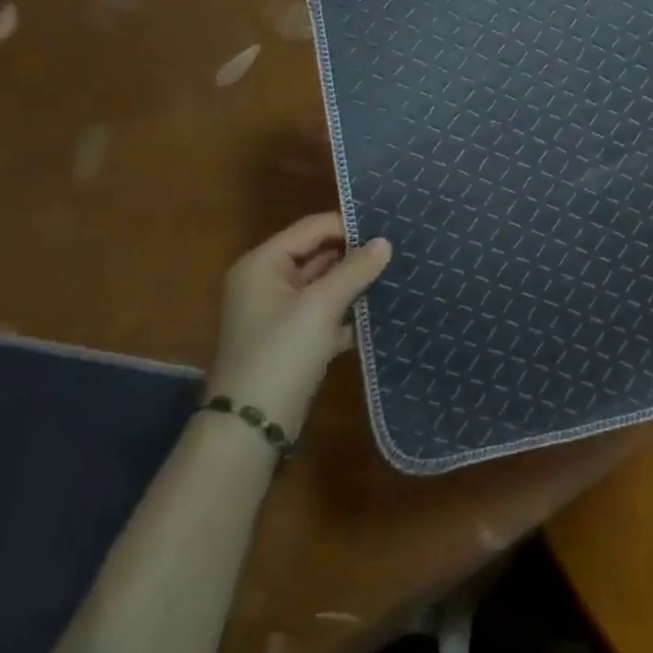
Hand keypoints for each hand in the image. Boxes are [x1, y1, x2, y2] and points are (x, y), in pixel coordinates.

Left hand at [213, 213, 391, 438]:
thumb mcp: (321, 306)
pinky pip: (326, 314)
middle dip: (356, 255)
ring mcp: (279, 314)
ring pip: (325, 286)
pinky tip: (381, 312)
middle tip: (400, 250)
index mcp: (263, 265)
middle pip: (318, 255)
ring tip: (398, 275)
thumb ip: (354, 270)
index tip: (390, 228)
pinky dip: (349, 313)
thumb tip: (385, 242)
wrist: (252, 426)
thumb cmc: (281, 353)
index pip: (312, 228)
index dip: (349, 226)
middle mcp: (267, 283)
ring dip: (356, 284)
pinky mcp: (293, 340)